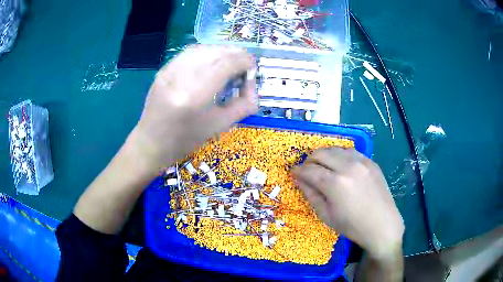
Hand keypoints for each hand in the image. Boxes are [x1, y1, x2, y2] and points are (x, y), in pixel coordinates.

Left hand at [133, 45, 257, 170]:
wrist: (150, 143)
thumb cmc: (185, 141)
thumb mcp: (219, 126)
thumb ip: (243, 105)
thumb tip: (253, 86)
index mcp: (195, 96)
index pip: (226, 63)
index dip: (245, 61)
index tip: (252, 69)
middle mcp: (180, 77)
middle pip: (215, 52)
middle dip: (235, 55)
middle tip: (243, 67)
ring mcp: (169, 71)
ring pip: (202, 48)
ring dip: (221, 52)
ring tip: (229, 63)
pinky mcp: (163, 70)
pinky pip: (189, 53)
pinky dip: (206, 53)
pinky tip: (211, 63)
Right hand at [292, 147, 403, 257]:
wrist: (382, 224)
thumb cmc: (352, 226)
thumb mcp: (326, 215)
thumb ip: (311, 195)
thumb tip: (299, 180)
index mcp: (335, 184)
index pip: (310, 170)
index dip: (298, 171)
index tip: (293, 173)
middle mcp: (348, 167)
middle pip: (321, 153)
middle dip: (309, 160)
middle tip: (307, 170)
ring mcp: (362, 161)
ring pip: (336, 148)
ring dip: (325, 155)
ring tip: (323, 166)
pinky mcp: (371, 161)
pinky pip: (351, 151)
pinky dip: (340, 155)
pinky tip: (340, 164)